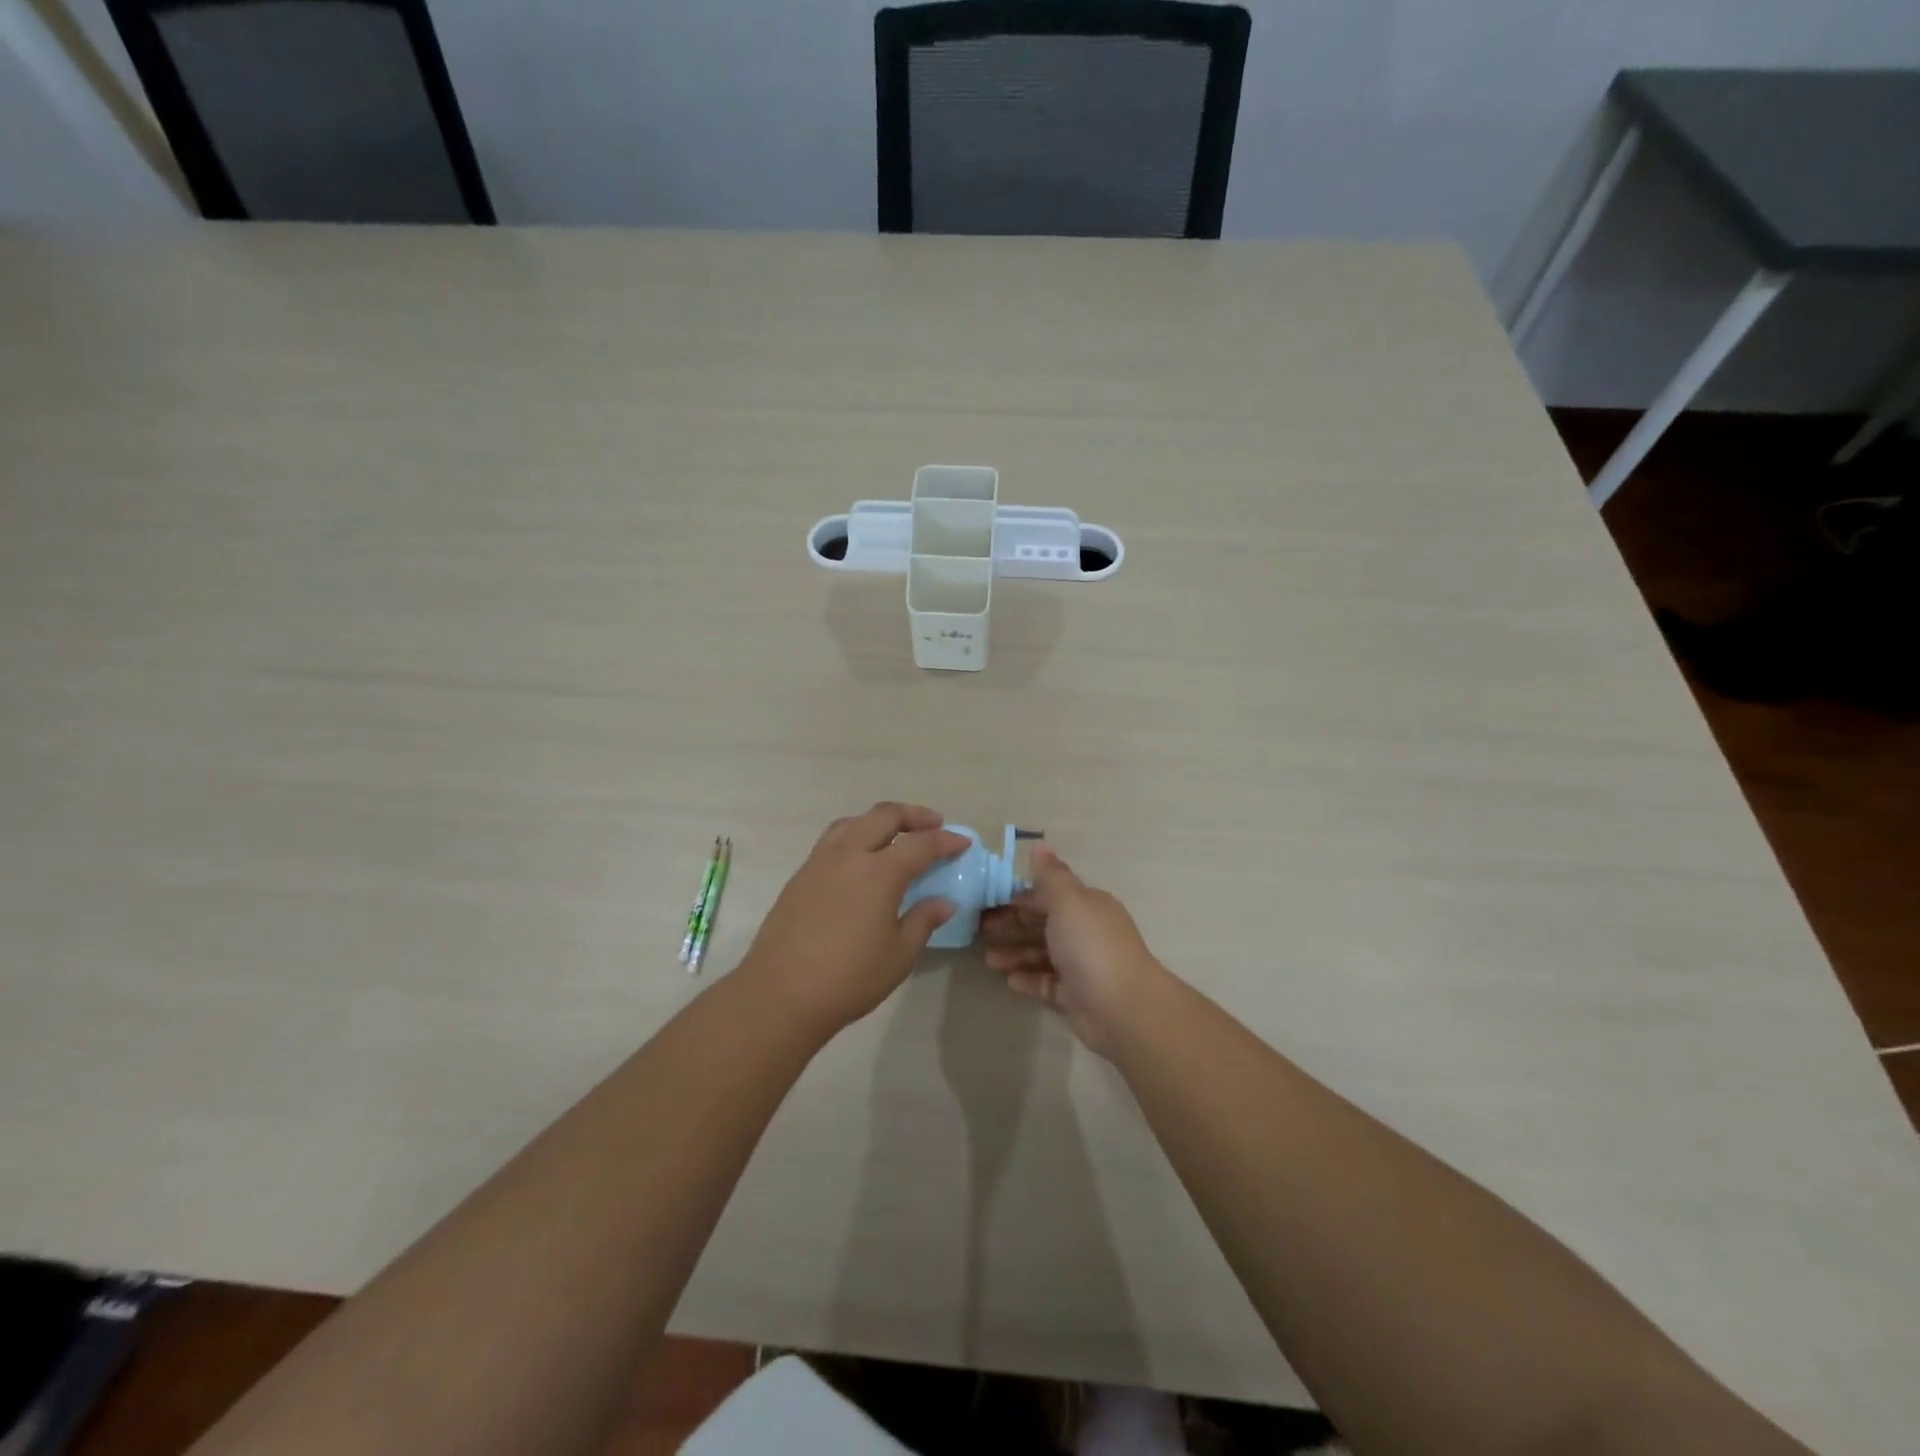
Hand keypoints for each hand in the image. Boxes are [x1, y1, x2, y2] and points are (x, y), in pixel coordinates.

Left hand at [742, 803, 968, 1037]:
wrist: (781, 993)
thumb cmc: (849, 977)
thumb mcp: (899, 954)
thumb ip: (923, 920)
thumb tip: (943, 902)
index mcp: (879, 871)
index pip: (921, 844)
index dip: (946, 841)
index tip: (963, 842)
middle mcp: (849, 855)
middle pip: (884, 816)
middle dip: (913, 815)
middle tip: (934, 825)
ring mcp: (819, 862)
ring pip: (853, 822)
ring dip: (880, 820)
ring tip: (895, 835)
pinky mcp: (800, 876)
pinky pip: (833, 840)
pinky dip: (855, 835)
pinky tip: (861, 860)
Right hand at [980, 847, 1168, 1055]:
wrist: (1123, 1008)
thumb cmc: (1090, 945)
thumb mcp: (1068, 901)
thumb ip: (1050, 876)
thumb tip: (1040, 846)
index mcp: (1086, 905)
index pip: (1048, 894)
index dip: (1018, 896)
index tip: (987, 900)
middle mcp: (1085, 931)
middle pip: (1043, 923)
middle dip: (1012, 925)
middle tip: (979, 930)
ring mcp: (1082, 965)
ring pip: (1042, 954)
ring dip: (1015, 954)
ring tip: (988, 960)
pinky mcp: (1076, 995)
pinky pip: (1047, 983)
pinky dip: (1029, 979)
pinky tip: (1008, 980)